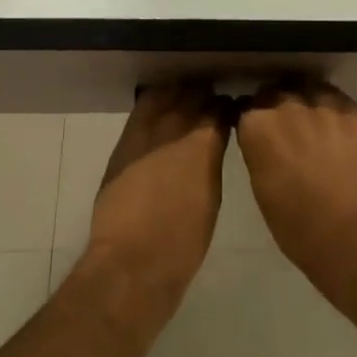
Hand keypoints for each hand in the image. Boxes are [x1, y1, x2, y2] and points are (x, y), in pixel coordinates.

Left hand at [86, 83, 231, 311]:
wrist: (133, 261)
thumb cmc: (183, 241)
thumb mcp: (211, 197)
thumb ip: (211, 161)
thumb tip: (211, 146)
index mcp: (206, 144)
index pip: (221, 109)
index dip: (227, 107)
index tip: (231, 110)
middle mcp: (177, 128)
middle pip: (194, 96)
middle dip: (204, 97)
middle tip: (210, 102)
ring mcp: (147, 132)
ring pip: (167, 95)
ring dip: (179, 95)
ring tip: (185, 100)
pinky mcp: (125, 143)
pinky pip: (143, 109)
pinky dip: (155, 102)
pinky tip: (160, 107)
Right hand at [236, 80, 356, 297]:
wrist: (354, 235)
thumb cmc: (298, 227)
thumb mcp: (262, 189)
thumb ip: (258, 154)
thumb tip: (262, 143)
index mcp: (257, 127)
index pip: (244, 109)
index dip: (249, 121)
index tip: (254, 132)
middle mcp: (286, 106)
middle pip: (273, 92)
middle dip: (273, 106)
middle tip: (282, 129)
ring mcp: (321, 105)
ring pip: (305, 88)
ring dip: (302, 100)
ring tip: (309, 121)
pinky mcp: (352, 111)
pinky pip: (334, 97)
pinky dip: (330, 106)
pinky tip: (334, 125)